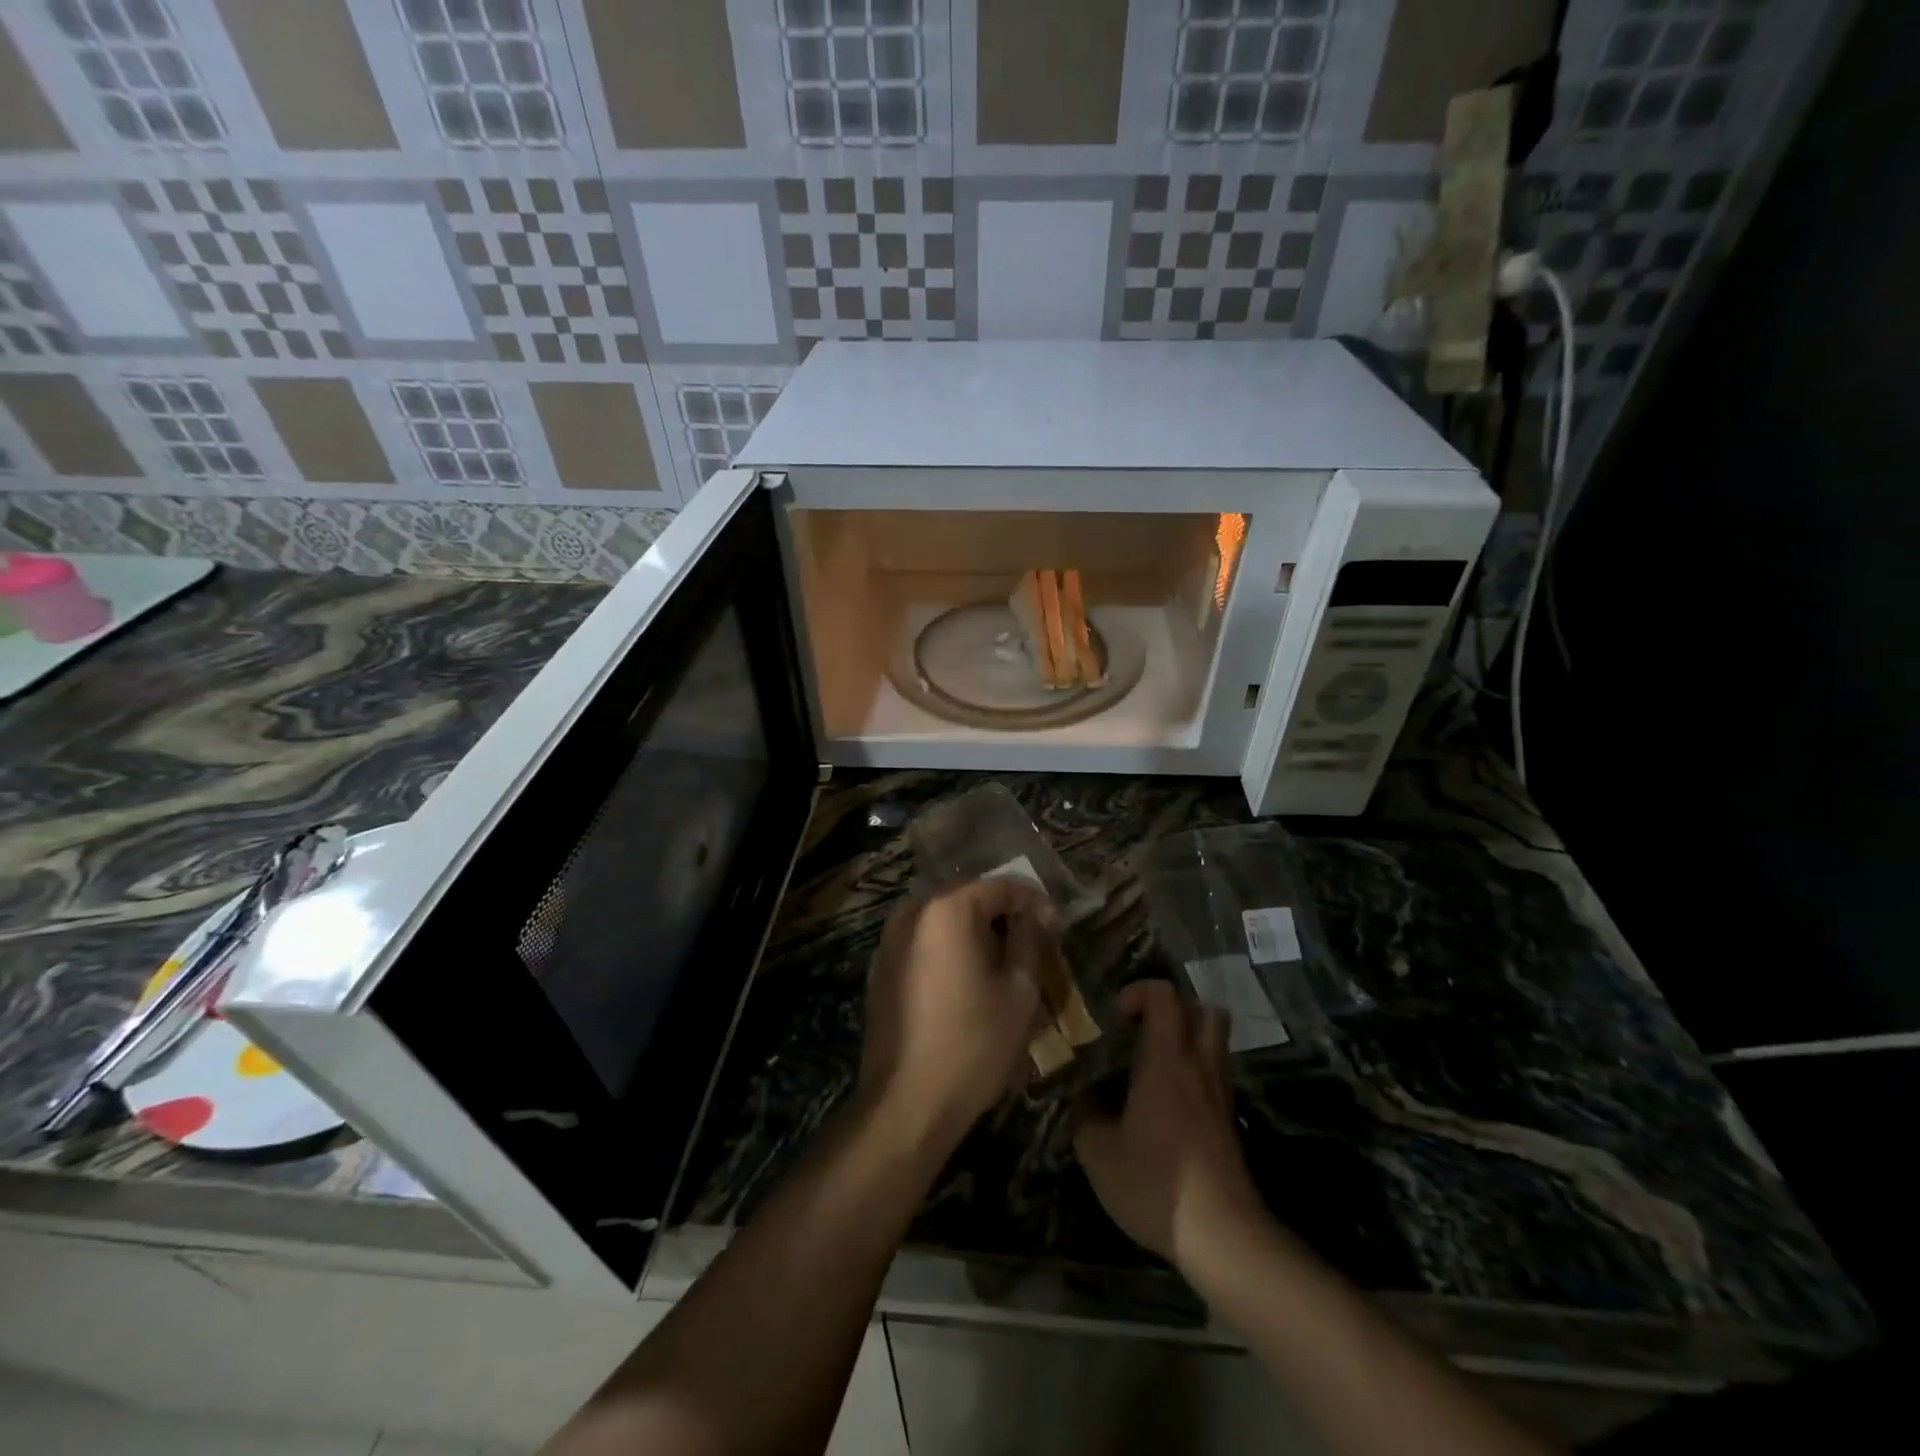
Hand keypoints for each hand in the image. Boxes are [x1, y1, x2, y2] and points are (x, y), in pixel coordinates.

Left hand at [860, 878, 1055, 1148]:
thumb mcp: (1019, 991)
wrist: (907, 1103)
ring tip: (1005, 962)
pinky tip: (969, 980)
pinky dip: (949, 950)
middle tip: (1034, 942)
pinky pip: (923, 944)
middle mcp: (911, 913)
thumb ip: (1030, 940)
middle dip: (1003, 915)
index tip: (1057, 925)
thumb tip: (1040, 913)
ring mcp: (889, 941)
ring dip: (975, 933)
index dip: (1033, 901)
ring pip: (943, 921)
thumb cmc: (974, 1043)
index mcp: (946, 909)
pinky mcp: (880, 970)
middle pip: (967, 898)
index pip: (1000, 886)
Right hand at [1074, 980, 1263, 1267]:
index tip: (1114, 1018)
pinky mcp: (1229, 1121)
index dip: (1137, 992)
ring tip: (1152, 1065)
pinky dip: (1193, 1073)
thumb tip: (1081, 1101)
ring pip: (1214, 1041)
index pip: (1163, 995)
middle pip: (1203, 1009)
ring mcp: (1220, 1093)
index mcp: (1166, 1060)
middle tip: (1141, 1031)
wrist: (1223, 1236)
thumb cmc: (1156, 1183)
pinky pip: (1214, 1074)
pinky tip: (1166, 1104)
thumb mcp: (1099, 1153)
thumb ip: (1084, 1116)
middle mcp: (1198, 1065)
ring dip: (1186, 1039)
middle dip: (1173, 1009)